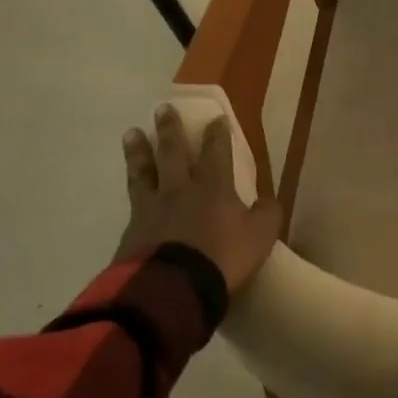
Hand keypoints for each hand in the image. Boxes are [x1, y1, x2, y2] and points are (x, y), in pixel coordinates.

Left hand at [118, 105, 283, 294]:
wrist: (170, 289)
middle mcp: (179, 190)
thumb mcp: (260, 236)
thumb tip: (267, 201)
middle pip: (173, 153)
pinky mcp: (130, 232)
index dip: (218, 134)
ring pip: (144, 172)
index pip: (216, 152)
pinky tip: (131, 186)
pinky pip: (133, 202)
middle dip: (171, 129)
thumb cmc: (221, 258)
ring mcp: (151, 209)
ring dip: (139, 151)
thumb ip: (266, 215)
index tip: (216, 117)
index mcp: (213, 187)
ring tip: (131, 133)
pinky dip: (133, 188)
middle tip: (163, 108)